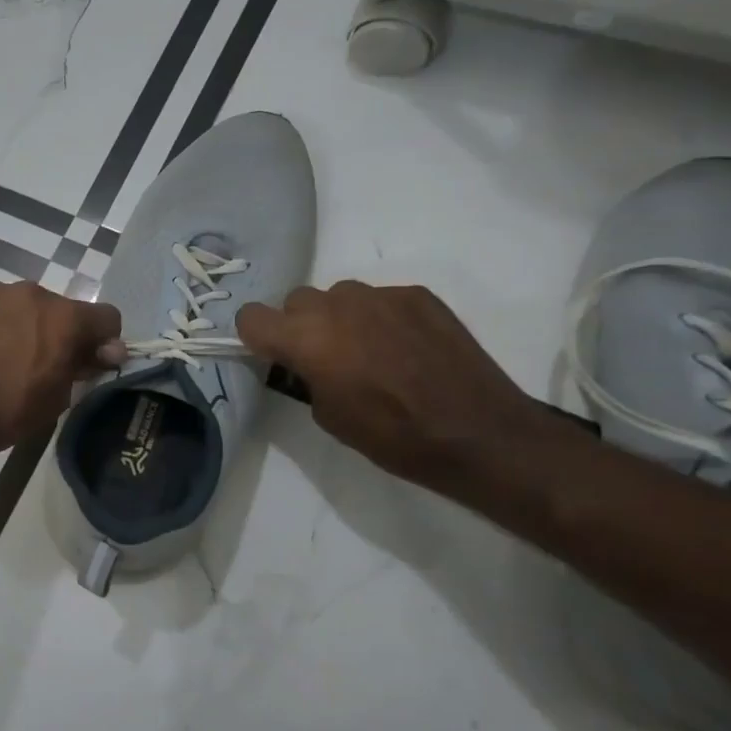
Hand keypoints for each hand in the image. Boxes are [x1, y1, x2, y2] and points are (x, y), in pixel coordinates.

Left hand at [0, 281, 122, 466]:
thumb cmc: (3, 413)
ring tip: (0, 358)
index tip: (89, 362)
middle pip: (60, 309)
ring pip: (23, 305)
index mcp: (64, 318)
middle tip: (38, 365)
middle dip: (58, 332)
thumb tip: (107, 351)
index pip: (106, 317)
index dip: (103, 341)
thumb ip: (83, 367)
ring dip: (23, 324)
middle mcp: (32, 293)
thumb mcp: (55, 399)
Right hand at [235, 281, 548, 490]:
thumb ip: (305, 376)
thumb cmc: (392, 435)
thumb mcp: (328, 416)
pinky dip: (382, 319)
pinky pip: (381, 299)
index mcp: (306, 338)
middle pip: (297, 300)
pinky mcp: (418, 295)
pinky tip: (407, 349)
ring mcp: (381, 295)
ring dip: (341, 318)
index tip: (274, 355)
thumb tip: (307, 362)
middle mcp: (337, 305)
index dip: (258, 336)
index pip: (252, 316)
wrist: (478, 433)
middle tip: (326, 358)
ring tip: (371, 351)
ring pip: (340, 296)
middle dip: (302, 325)